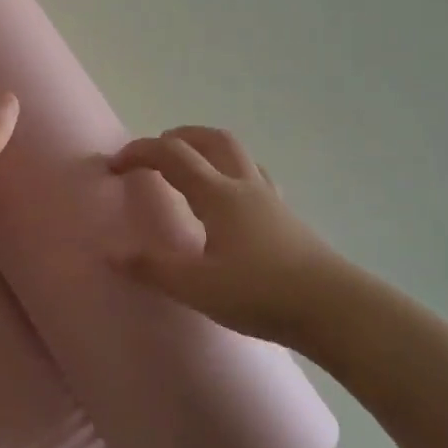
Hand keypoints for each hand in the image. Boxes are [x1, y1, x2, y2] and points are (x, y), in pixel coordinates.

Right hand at [110, 126, 359, 347]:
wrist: (336, 310)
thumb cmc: (261, 294)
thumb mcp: (197, 287)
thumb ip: (152, 268)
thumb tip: (110, 252)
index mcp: (218, 194)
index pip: (171, 155)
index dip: (138, 152)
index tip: (114, 165)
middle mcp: (244, 185)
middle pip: (210, 139)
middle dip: (176, 137)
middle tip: (154, 154)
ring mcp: (270, 199)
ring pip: (236, 153)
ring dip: (206, 149)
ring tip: (188, 169)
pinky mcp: (287, 217)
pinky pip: (254, 176)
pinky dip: (230, 172)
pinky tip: (228, 200)